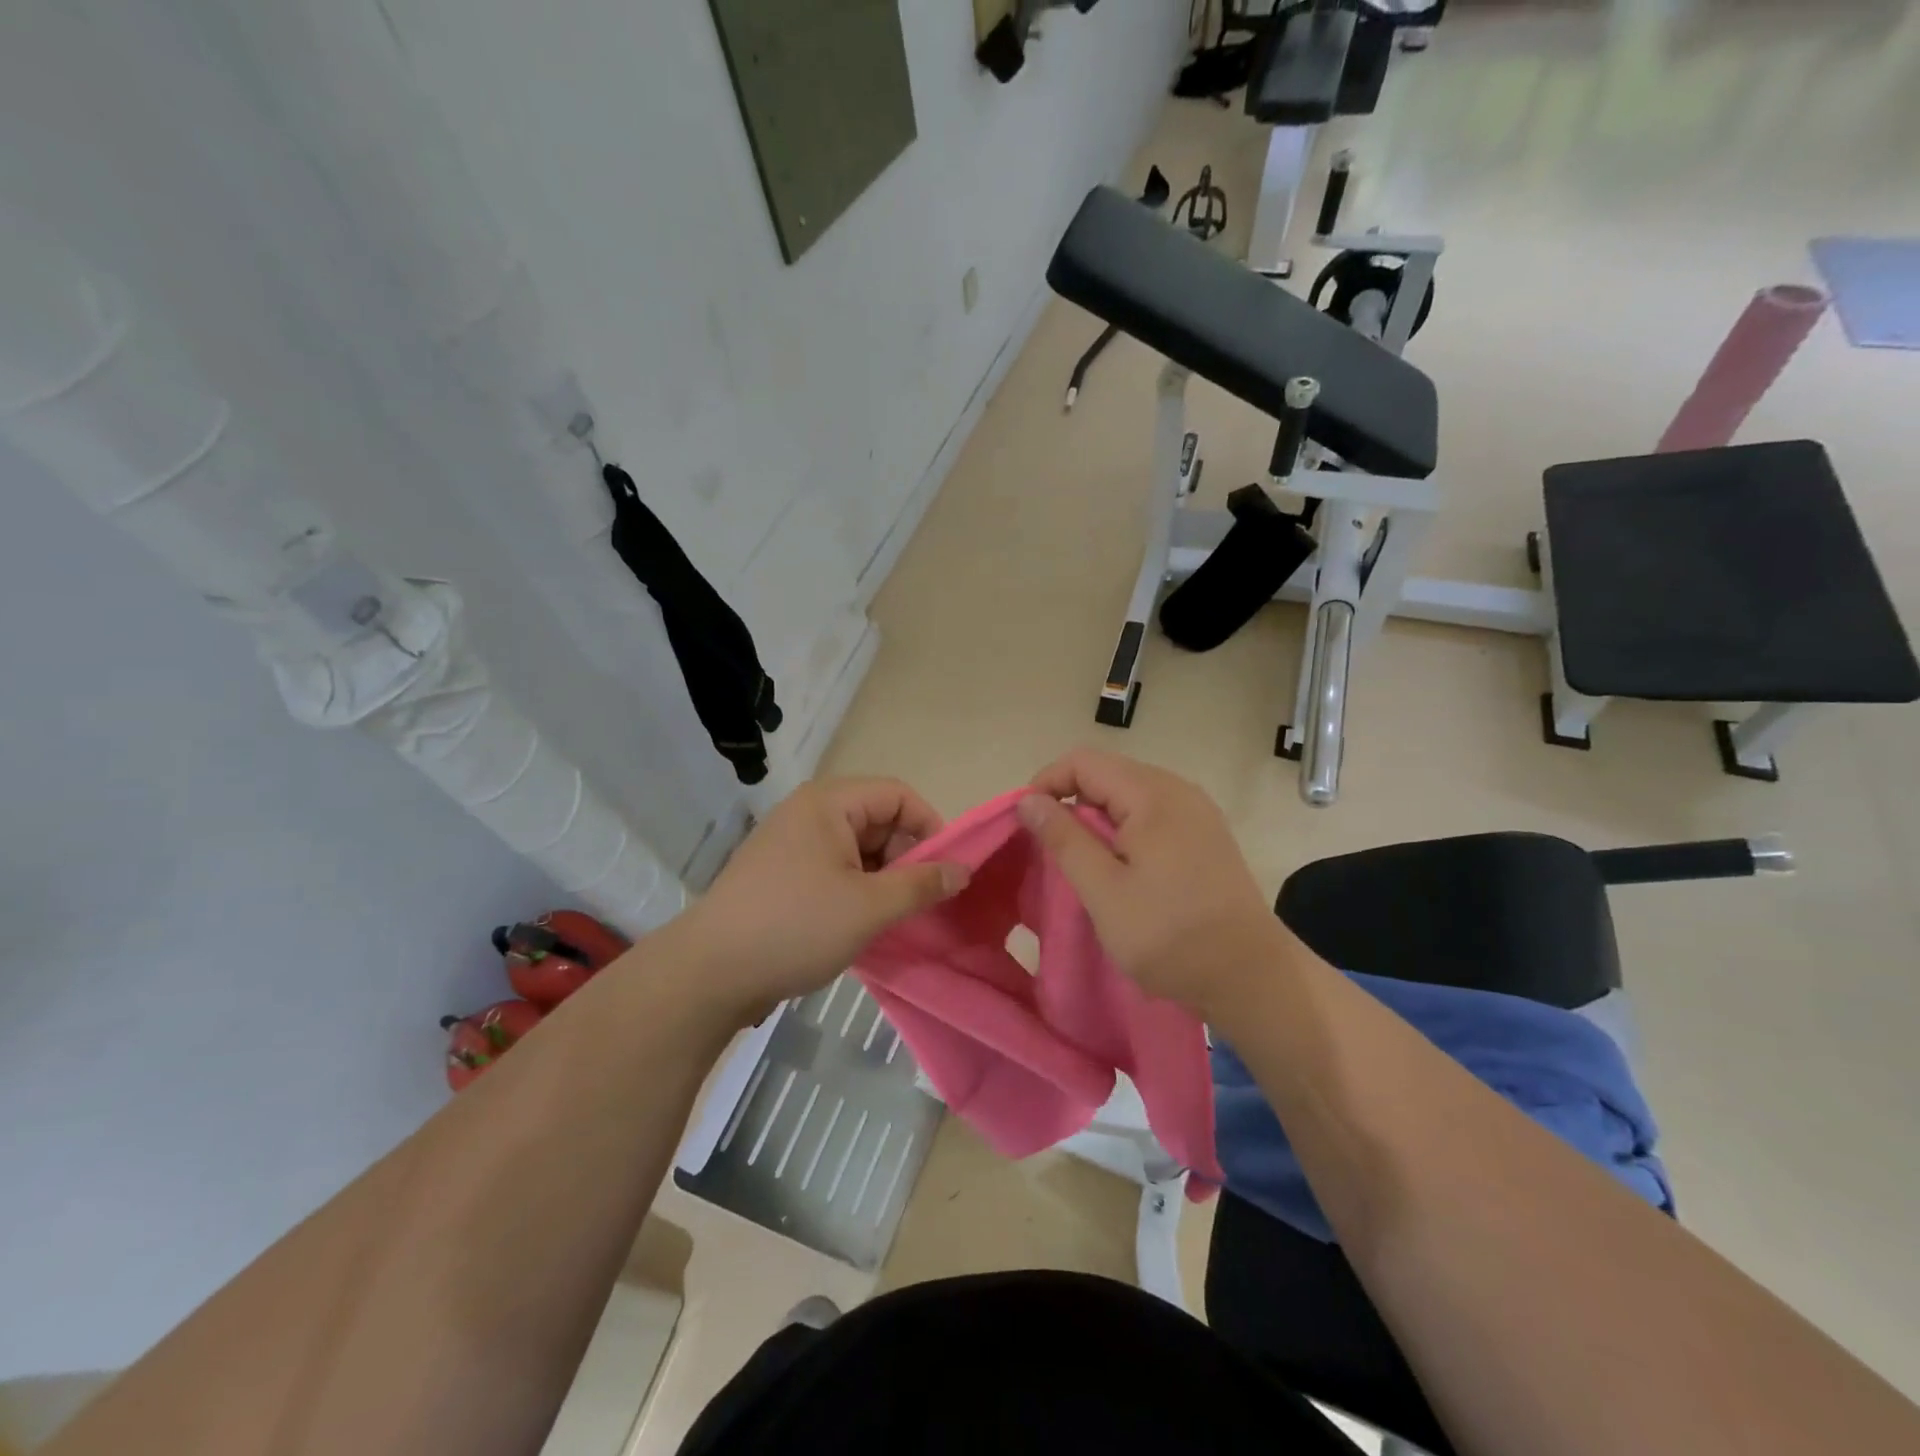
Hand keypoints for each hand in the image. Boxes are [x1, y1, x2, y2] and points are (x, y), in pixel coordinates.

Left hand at [651, 778, 968, 1023]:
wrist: (709, 973)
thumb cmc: (795, 927)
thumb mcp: (869, 907)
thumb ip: (921, 884)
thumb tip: (963, 870)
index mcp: (828, 803)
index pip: (898, 795)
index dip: (930, 827)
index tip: (947, 871)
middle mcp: (809, 813)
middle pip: (878, 820)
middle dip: (906, 857)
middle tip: (920, 901)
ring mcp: (791, 845)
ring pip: (857, 849)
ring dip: (883, 878)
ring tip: (893, 918)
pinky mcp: (781, 875)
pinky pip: (834, 869)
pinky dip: (857, 890)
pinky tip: (863, 924)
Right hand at [1018, 748, 1286, 1015]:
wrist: (1252, 977)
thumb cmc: (1170, 935)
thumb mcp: (1103, 890)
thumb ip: (1063, 838)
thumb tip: (1028, 799)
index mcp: (1152, 794)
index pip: (1083, 761)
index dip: (1046, 784)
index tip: (1026, 823)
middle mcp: (1177, 790)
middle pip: (1107, 773)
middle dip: (1069, 800)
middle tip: (1050, 847)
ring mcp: (1197, 812)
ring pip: (1129, 795)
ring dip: (1096, 818)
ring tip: (1081, 860)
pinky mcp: (1205, 835)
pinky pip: (1151, 814)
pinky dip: (1124, 830)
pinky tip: (1120, 867)